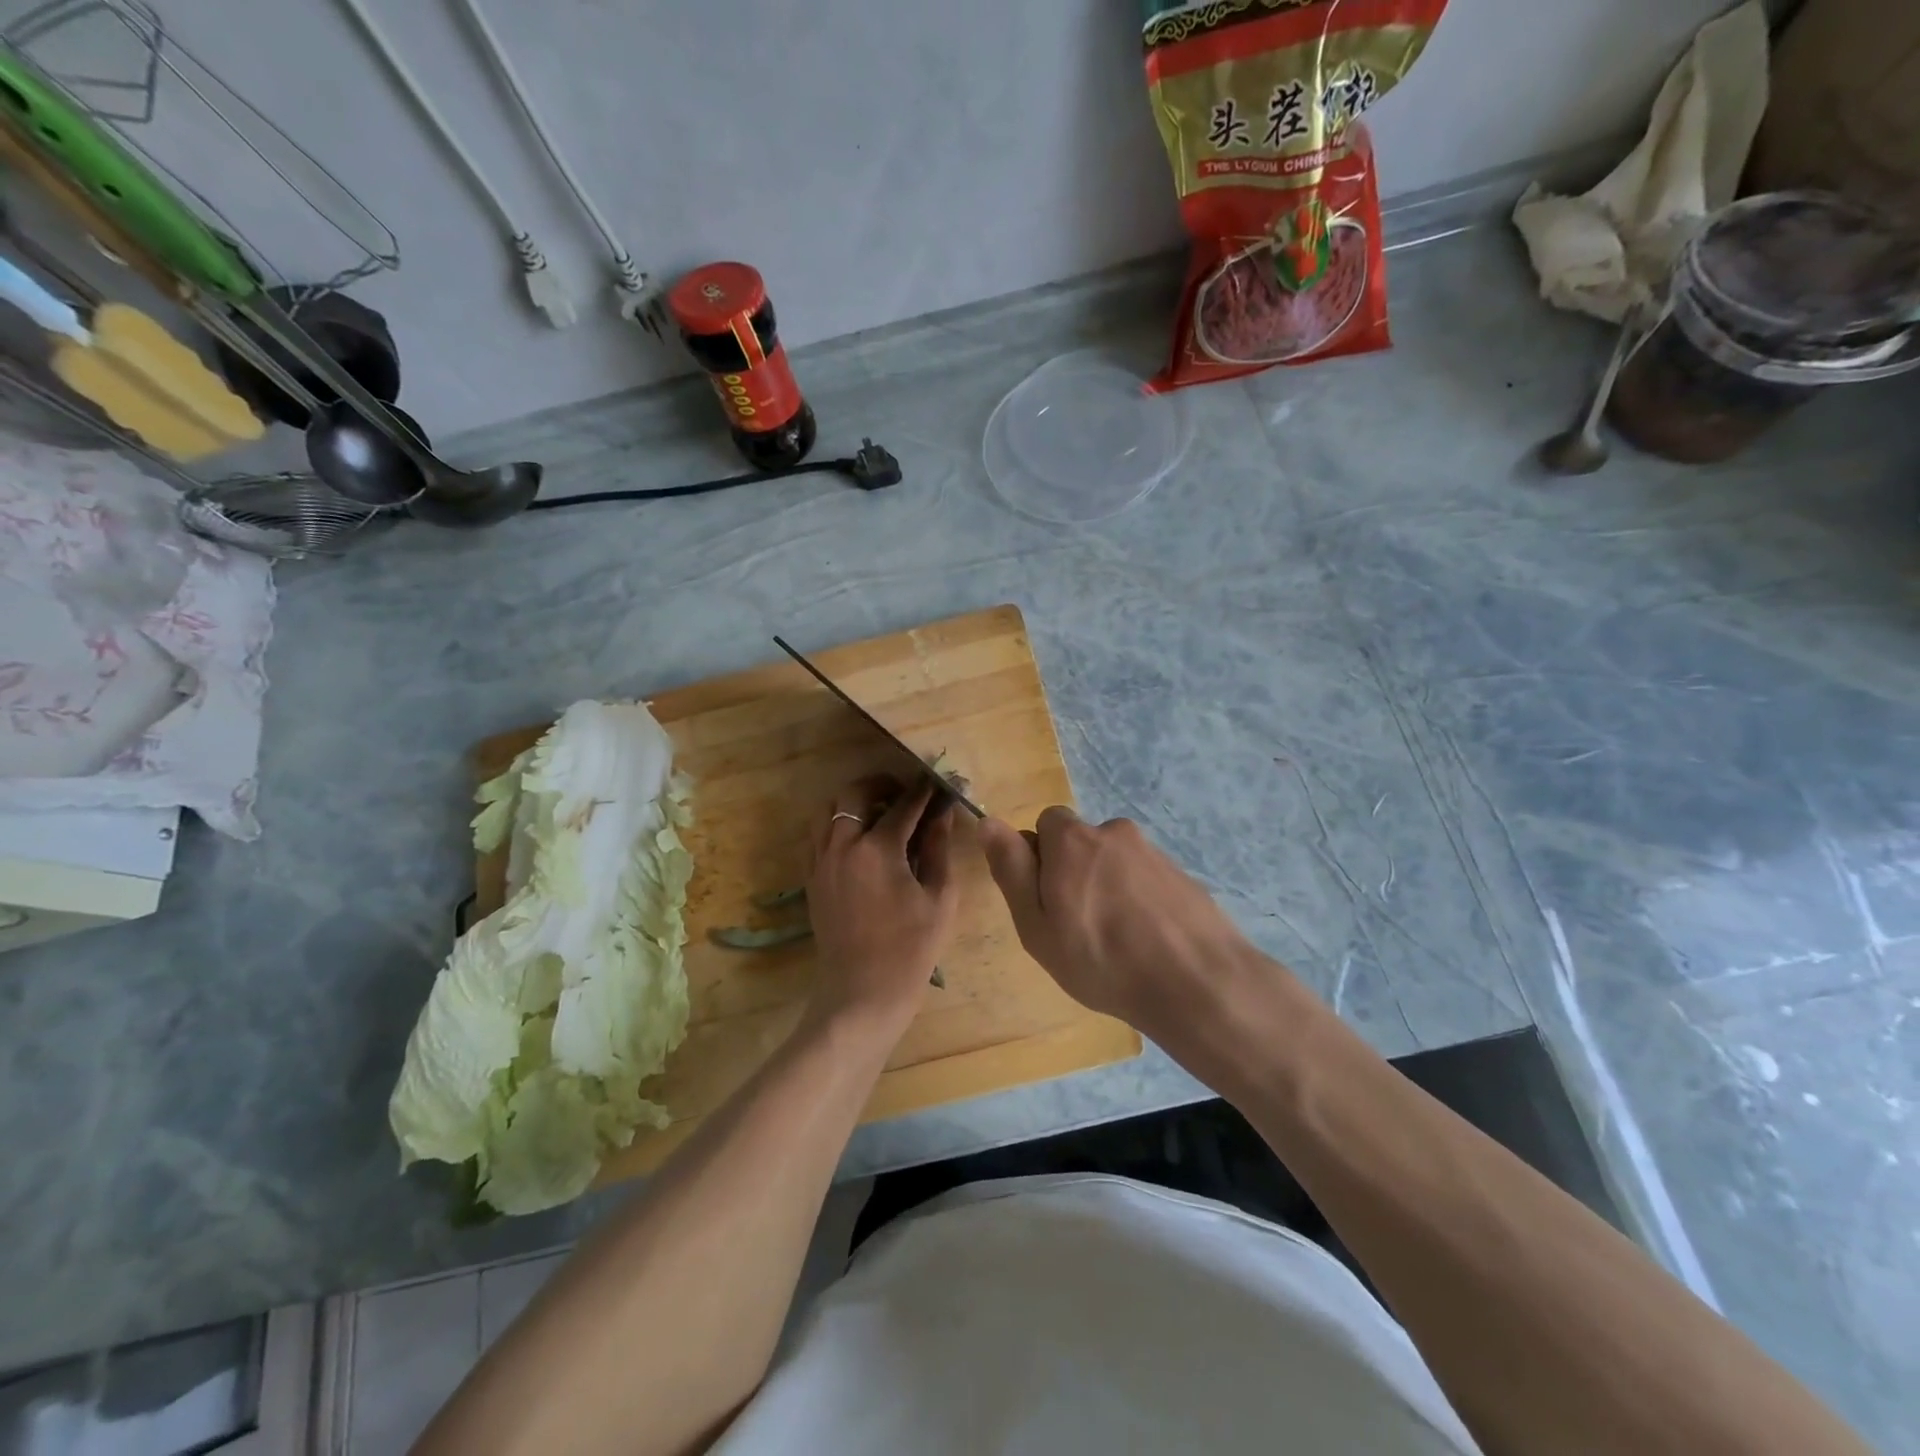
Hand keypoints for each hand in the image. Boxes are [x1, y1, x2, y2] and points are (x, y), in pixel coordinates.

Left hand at [805, 775, 958, 1037]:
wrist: (863, 994)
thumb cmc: (911, 949)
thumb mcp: (938, 897)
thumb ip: (937, 848)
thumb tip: (941, 812)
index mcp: (876, 849)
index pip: (903, 804)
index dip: (924, 791)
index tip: (938, 782)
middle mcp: (841, 845)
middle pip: (854, 793)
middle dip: (881, 784)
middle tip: (904, 792)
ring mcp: (820, 861)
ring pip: (828, 810)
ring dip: (853, 802)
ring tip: (879, 812)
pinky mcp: (811, 878)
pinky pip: (817, 835)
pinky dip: (836, 824)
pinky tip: (859, 840)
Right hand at [978, 808, 1283, 1053]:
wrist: (1197, 984)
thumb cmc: (1101, 960)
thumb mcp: (1037, 925)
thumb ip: (1012, 869)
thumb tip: (988, 822)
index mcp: (1072, 839)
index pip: (1045, 824)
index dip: (1040, 859)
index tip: (1046, 902)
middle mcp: (1113, 832)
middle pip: (1081, 843)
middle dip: (1074, 873)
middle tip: (1078, 927)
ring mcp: (1153, 852)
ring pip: (1114, 863)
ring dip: (1108, 888)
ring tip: (1116, 941)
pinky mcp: (1182, 875)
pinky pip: (1145, 880)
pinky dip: (1139, 901)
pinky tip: (1146, 941)